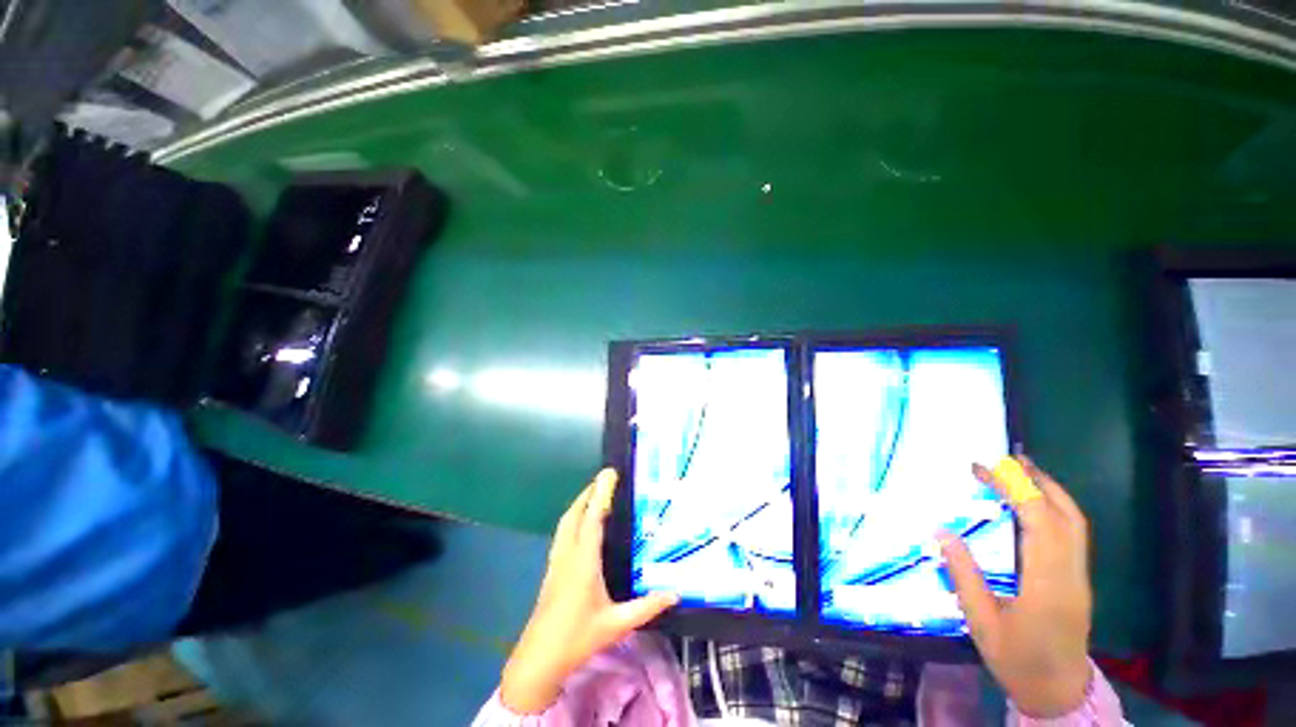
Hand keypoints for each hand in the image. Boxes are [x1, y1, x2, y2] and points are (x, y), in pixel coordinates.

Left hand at [500, 469, 679, 713]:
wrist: (538, 659)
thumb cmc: (577, 639)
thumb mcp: (616, 624)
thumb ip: (646, 607)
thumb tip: (674, 593)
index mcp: (584, 561)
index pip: (593, 518)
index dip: (602, 494)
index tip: (609, 473)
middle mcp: (568, 554)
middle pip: (575, 513)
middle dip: (589, 492)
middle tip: (605, 479)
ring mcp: (557, 560)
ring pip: (566, 522)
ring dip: (580, 503)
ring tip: (595, 494)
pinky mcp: (552, 568)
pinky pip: (563, 532)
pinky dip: (573, 518)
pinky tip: (581, 524)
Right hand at [939, 456, 1092, 717]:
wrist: (1059, 692)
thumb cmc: (1017, 660)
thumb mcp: (981, 622)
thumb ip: (963, 575)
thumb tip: (941, 531)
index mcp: (1047, 583)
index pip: (1039, 522)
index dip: (1014, 489)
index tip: (983, 469)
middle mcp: (1071, 573)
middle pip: (1065, 515)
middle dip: (1037, 481)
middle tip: (1005, 459)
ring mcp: (1079, 575)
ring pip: (1074, 522)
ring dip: (1049, 491)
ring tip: (1020, 471)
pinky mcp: (1078, 578)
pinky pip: (1072, 533)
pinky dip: (1055, 508)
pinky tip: (1033, 504)